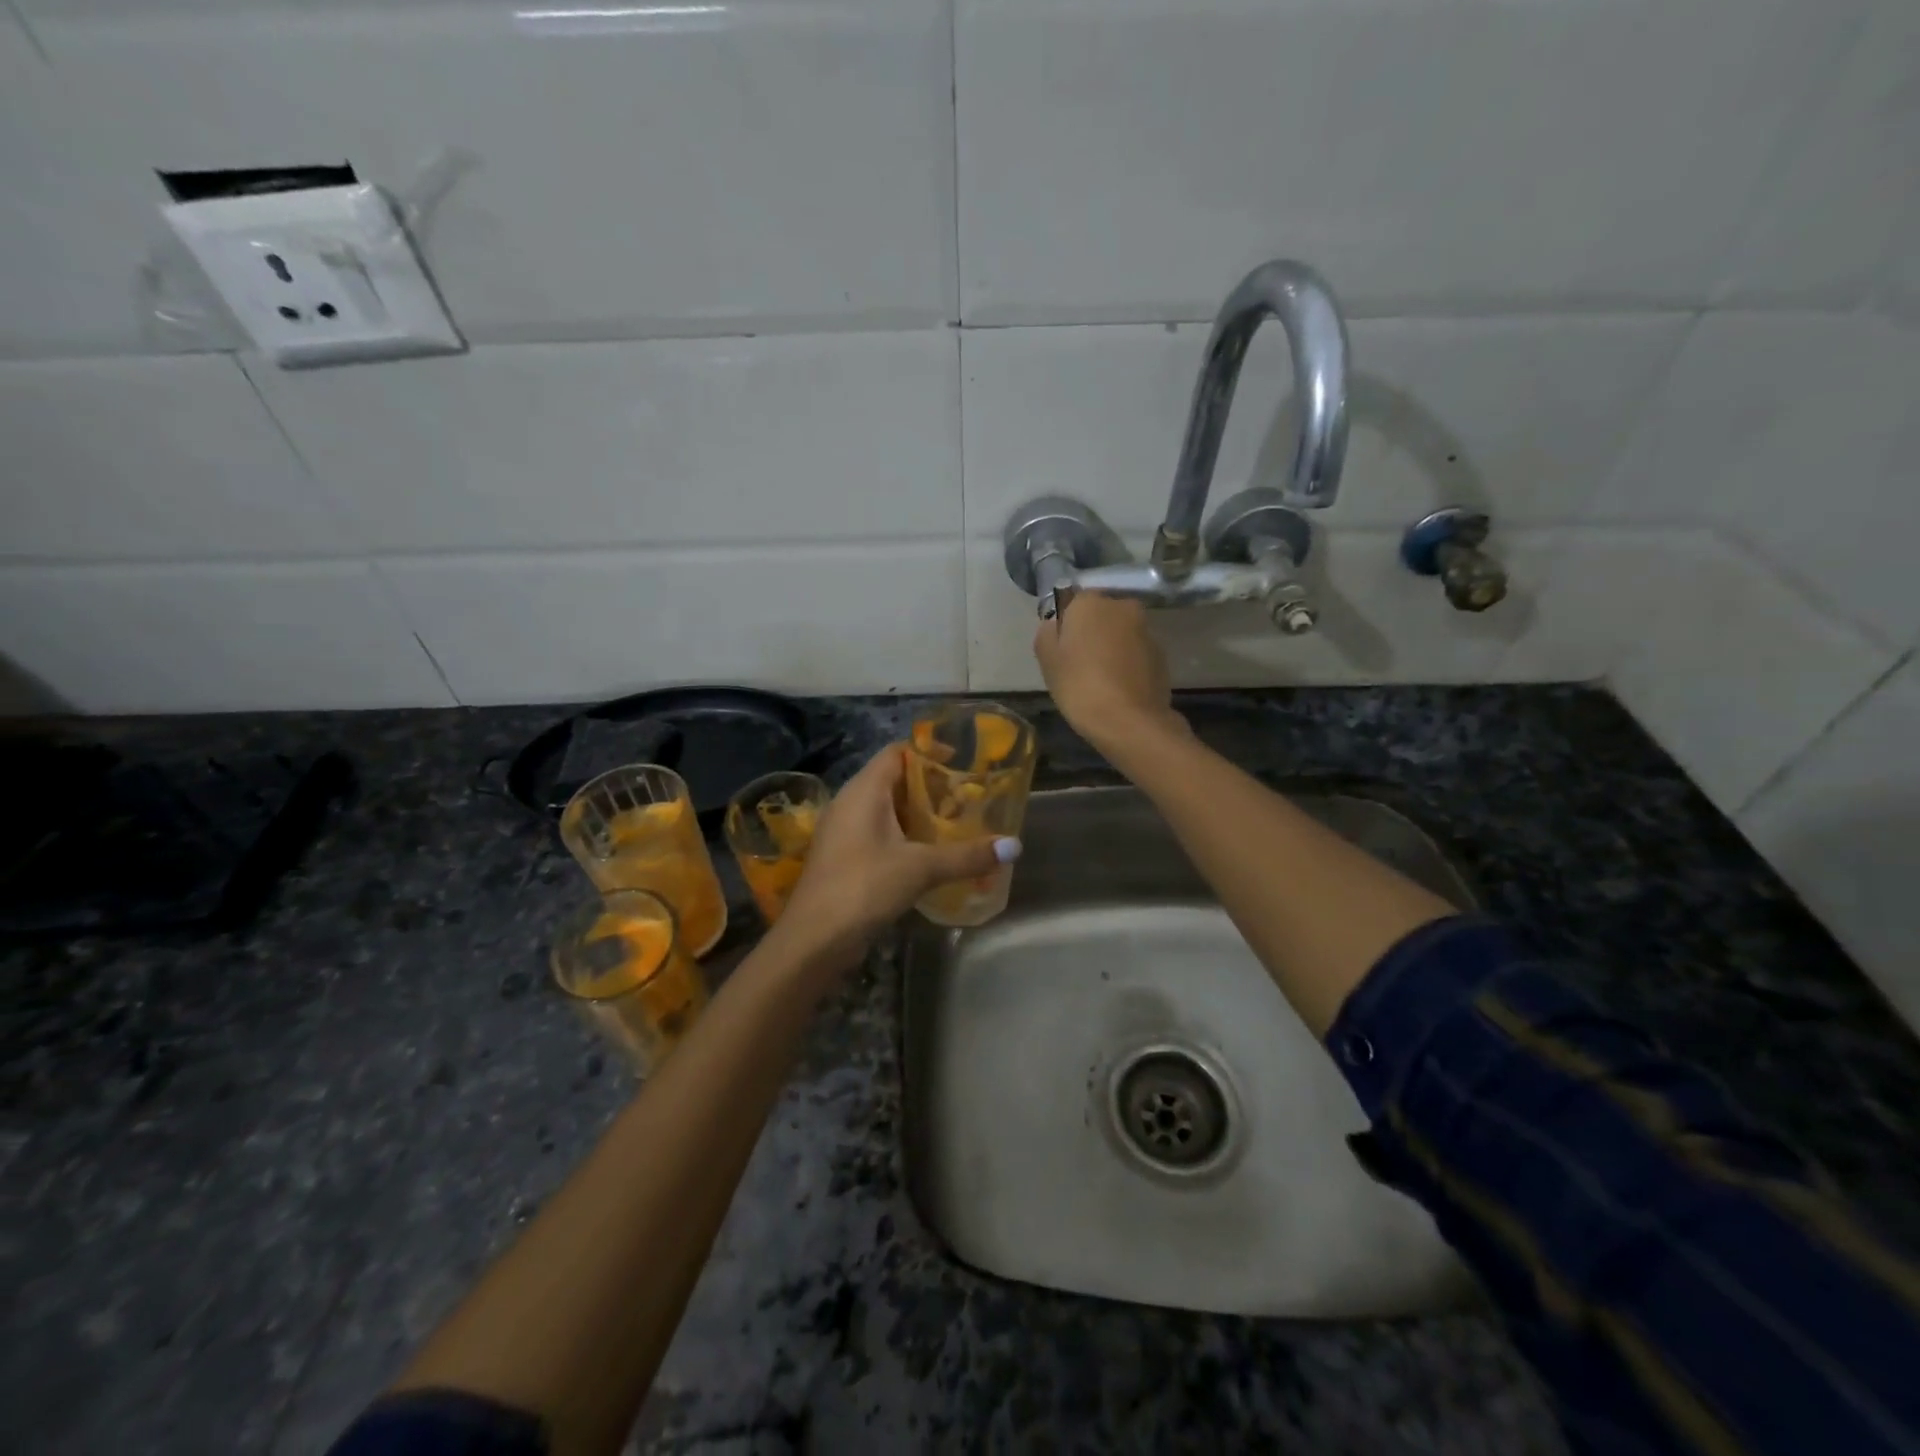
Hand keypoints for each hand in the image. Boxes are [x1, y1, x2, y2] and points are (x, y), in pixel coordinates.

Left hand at [773, 745, 1017, 972]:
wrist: (814, 940)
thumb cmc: (864, 887)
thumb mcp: (921, 868)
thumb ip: (967, 855)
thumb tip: (1014, 846)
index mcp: (863, 790)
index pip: (897, 752)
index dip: (929, 751)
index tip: (964, 762)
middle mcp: (850, 803)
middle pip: (894, 780)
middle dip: (931, 786)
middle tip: (969, 796)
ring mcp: (844, 832)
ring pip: (887, 810)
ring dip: (919, 815)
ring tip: (958, 823)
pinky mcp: (845, 858)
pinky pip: (880, 834)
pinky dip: (906, 837)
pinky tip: (931, 854)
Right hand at [1033, 592, 1183, 752]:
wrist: (1129, 722)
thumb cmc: (1080, 686)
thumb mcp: (1047, 661)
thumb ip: (1047, 633)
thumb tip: (1055, 624)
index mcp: (1091, 602)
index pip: (1072, 603)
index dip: (1065, 626)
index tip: (1060, 651)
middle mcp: (1122, 606)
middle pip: (1099, 616)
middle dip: (1091, 634)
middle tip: (1078, 666)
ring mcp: (1146, 630)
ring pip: (1120, 634)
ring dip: (1111, 648)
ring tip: (1099, 681)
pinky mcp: (1162, 655)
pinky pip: (1136, 653)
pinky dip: (1127, 664)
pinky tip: (1118, 689)